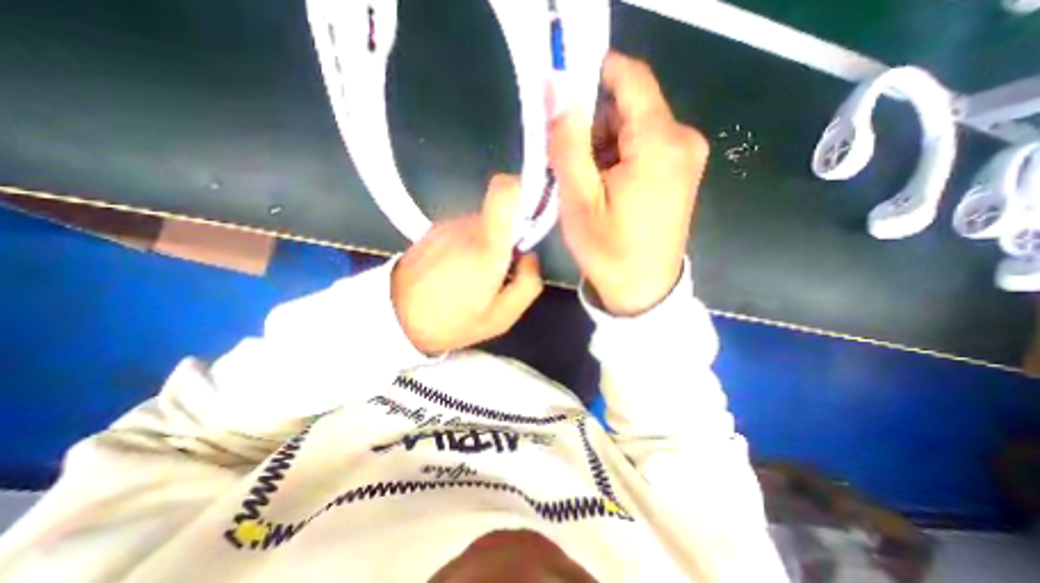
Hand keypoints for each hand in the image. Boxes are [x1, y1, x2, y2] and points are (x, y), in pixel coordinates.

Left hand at [390, 174, 543, 354]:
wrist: (395, 318)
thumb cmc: (452, 321)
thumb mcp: (502, 317)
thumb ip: (529, 284)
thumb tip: (530, 257)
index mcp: (488, 245)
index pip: (506, 191)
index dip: (524, 190)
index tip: (532, 213)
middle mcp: (467, 225)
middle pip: (500, 213)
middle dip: (510, 235)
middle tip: (504, 268)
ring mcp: (447, 225)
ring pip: (483, 222)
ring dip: (489, 243)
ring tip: (477, 275)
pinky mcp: (434, 230)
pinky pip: (464, 230)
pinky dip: (470, 245)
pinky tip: (458, 271)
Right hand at [548, 52, 710, 316]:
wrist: (643, 290)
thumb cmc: (608, 250)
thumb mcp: (579, 199)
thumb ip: (568, 142)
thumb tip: (558, 87)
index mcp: (659, 143)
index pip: (628, 78)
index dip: (592, 76)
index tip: (563, 98)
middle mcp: (682, 139)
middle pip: (629, 106)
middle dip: (593, 124)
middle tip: (568, 161)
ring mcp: (686, 155)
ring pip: (634, 126)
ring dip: (603, 144)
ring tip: (586, 182)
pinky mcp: (681, 171)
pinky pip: (644, 145)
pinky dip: (619, 157)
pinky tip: (605, 187)